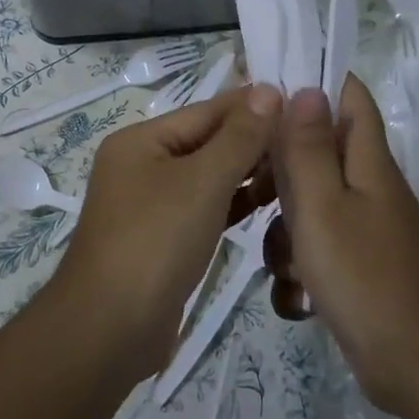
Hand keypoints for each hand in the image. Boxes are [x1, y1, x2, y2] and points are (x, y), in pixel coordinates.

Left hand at [55, 85, 281, 380]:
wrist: (111, 329)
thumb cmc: (155, 242)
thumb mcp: (202, 182)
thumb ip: (238, 137)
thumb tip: (268, 90)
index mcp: (141, 140)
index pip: (206, 111)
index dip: (253, 106)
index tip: (302, 101)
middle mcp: (142, 164)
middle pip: (207, 141)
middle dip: (253, 140)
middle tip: (308, 139)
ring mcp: (151, 204)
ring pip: (208, 176)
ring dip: (248, 172)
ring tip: (298, 167)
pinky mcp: (164, 238)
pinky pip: (205, 208)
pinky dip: (234, 202)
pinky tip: (270, 201)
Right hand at [268, 77, 418, 412]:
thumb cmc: (364, 277)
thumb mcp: (322, 206)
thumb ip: (307, 147)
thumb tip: (306, 86)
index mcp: (367, 160)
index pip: (347, 95)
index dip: (310, 82)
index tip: (263, 92)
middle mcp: (369, 186)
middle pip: (317, 151)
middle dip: (280, 170)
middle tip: (251, 191)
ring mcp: (365, 228)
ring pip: (310, 205)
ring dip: (285, 229)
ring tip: (282, 263)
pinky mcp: (358, 266)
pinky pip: (317, 248)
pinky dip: (300, 267)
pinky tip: (295, 297)